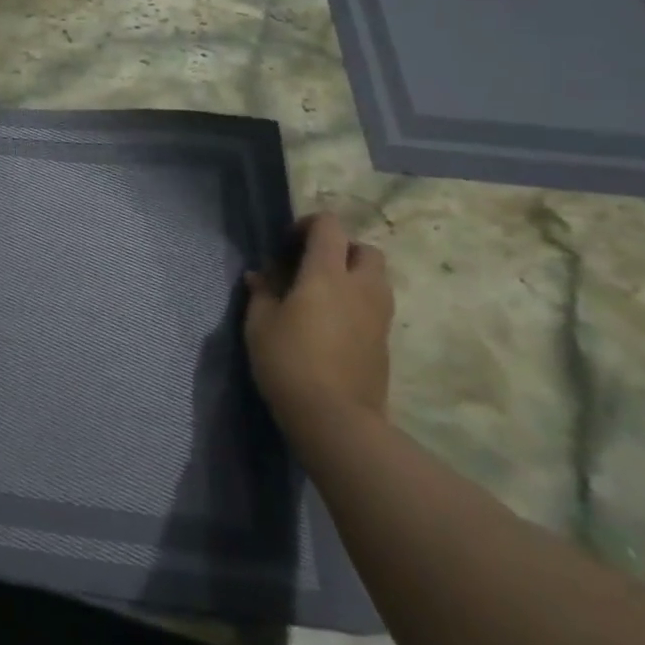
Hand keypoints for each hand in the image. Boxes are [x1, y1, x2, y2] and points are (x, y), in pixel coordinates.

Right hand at [244, 213, 392, 434]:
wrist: (336, 419)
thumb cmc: (288, 361)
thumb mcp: (260, 323)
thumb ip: (262, 292)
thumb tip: (261, 276)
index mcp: (327, 274)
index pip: (329, 226)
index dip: (308, 225)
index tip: (287, 244)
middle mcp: (361, 287)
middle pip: (364, 249)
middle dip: (340, 250)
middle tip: (310, 268)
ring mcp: (379, 316)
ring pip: (376, 279)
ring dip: (352, 277)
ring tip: (321, 297)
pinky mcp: (385, 343)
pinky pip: (375, 307)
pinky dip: (357, 304)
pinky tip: (331, 325)